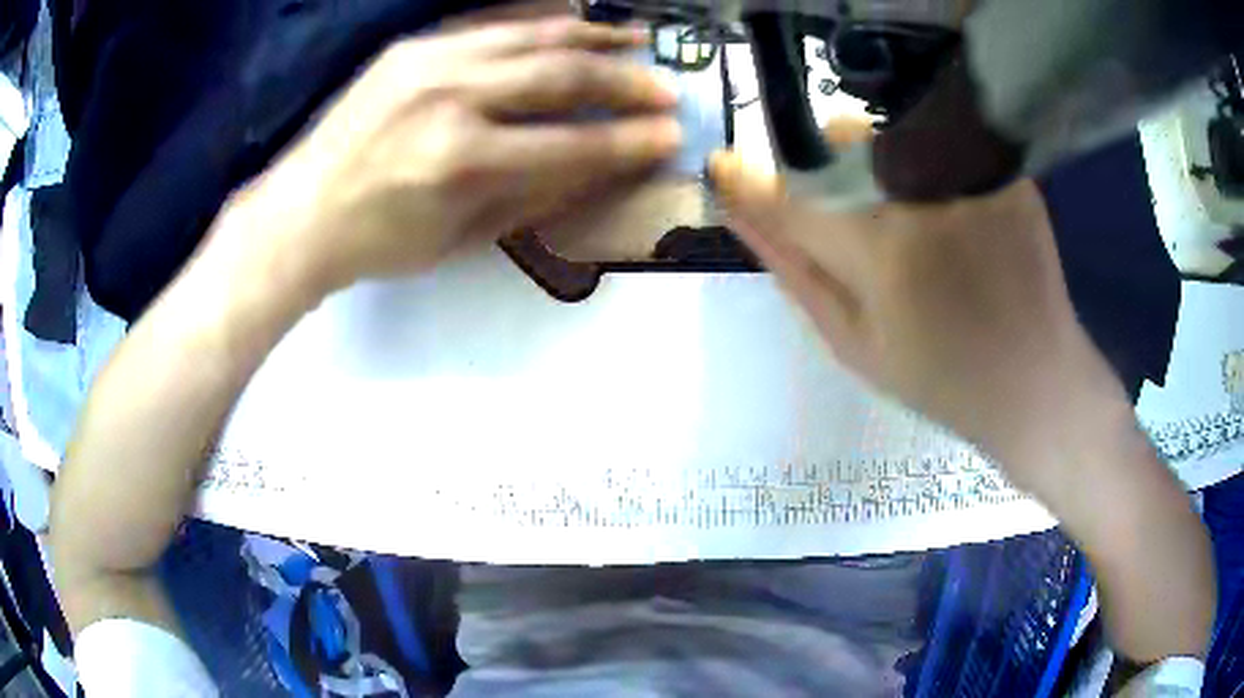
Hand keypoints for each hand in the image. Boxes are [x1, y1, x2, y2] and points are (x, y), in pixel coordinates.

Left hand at [222, 16, 680, 295]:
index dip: (630, 140)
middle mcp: (451, 98)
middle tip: (665, 87)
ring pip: (531, 35)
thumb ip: (534, 196)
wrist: (300, 214)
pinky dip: (538, 19)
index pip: (572, 143)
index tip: (671, 135)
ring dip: (592, 36)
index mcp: (463, 161)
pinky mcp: (412, 47)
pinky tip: (571, 18)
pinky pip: (489, 21)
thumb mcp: (462, 239)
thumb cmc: (379, 243)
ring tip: (635, 39)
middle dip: (624, 81)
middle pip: (560, 75)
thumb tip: (597, 165)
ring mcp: (429, 62)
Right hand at [708, 147, 1128, 495]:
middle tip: (850, 213)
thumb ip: (794, 272)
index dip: (749, 181)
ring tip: (904, 216)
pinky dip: (924, 166)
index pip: (791, 196)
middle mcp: (925, 200)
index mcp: (882, 254)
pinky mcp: (1005, 174)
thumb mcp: (855, 345)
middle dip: (825, 166)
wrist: (1037, 382)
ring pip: (889, 134)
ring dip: (874, 161)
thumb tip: (739, 214)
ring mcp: (971, 179)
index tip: (725, 168)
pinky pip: (939, 144)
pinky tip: (947, 214)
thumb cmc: (943, 379)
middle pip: (841, 143)